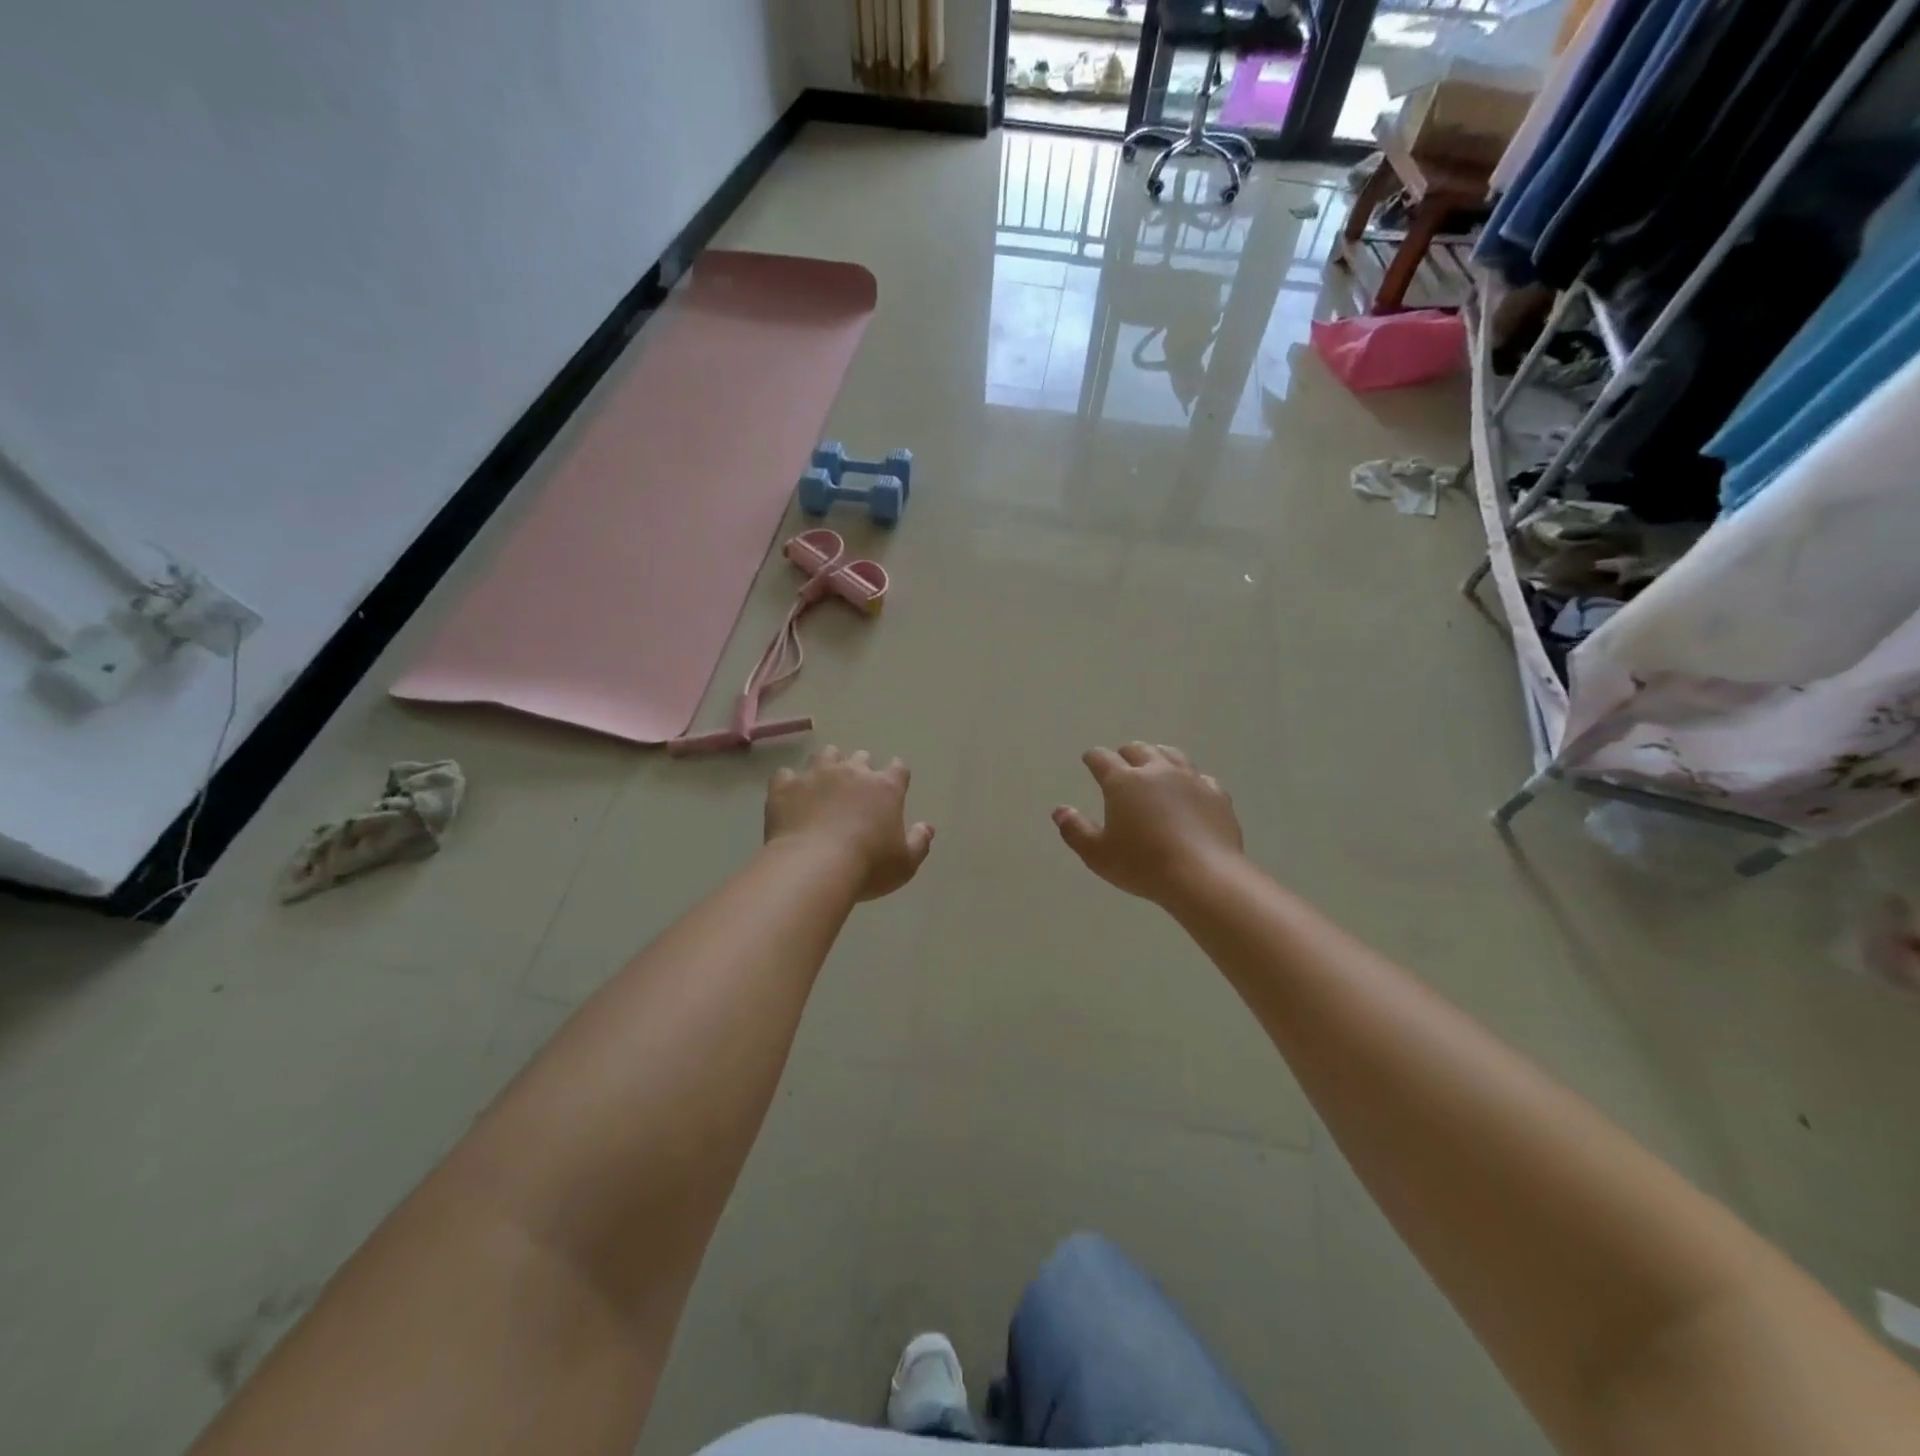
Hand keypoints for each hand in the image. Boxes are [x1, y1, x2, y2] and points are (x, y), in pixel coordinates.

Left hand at [765, 747, 934, 901]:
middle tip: (855, 791)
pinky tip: (790, 798)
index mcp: (885, 787)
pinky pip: (786, 775)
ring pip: (825, 756)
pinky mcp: (785, 786)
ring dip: (827, 766)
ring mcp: (816, 775)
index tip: (894, 786)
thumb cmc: (868, 866)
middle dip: (860, 769)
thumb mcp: (905, 863)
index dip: (896, 775)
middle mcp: (852, 772)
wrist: (814, 867)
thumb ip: (919, 842)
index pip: (898, 769)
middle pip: (860, 757)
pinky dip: (790, 784)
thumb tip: (927, 827)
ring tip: (823, 785)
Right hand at [1053, 742, 1243, 903]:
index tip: (1089, 759)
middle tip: (1120, 763)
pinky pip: (1200, 778)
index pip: (1102, 758)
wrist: (1203, 876)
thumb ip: (1075, 830)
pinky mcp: (1216, 794)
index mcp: (1123, 782)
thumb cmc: (1143, 865)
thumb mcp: (1097, 854)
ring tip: (1154, 765)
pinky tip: (1190, 790)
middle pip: (1138, 749)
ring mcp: (1190, 779)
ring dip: (1158, 757)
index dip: (1093, 757)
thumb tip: (1059, 811)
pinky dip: (1189, 780)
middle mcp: (1156, 771)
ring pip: (1171, 755)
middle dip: (1125, 754)